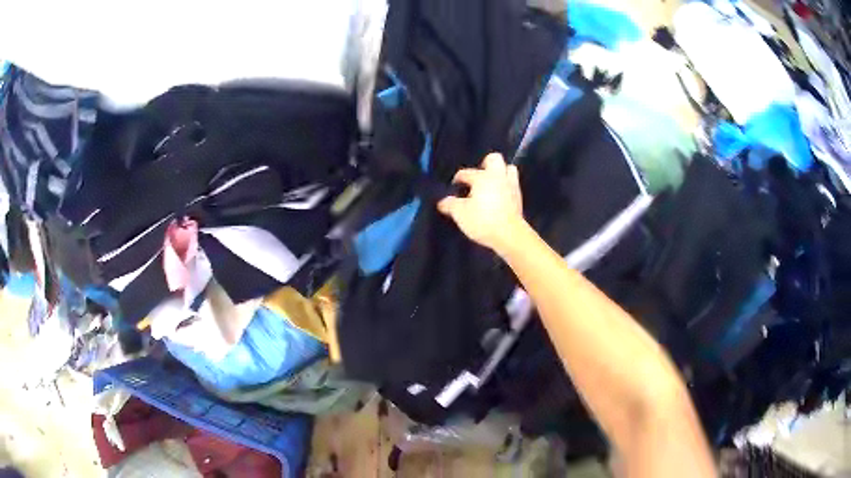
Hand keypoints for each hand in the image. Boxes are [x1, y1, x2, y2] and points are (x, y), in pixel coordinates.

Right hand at [437, 153, 525, 253]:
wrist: (509, 235)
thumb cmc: (483, 220)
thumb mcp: (460, 213)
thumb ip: (450, 204)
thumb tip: (442, 201)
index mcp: (483, 177)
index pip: (466, 173)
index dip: (458, 179)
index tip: (454, 187)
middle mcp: (498, 177)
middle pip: (494, 159)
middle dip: (485, 164)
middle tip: (478, 177)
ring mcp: (512, 186)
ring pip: (508, 170)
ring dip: (500, 174)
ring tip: (491, 185)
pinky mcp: (519, 198)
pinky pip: (512, 185)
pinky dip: (505, 188)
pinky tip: (498, 198)